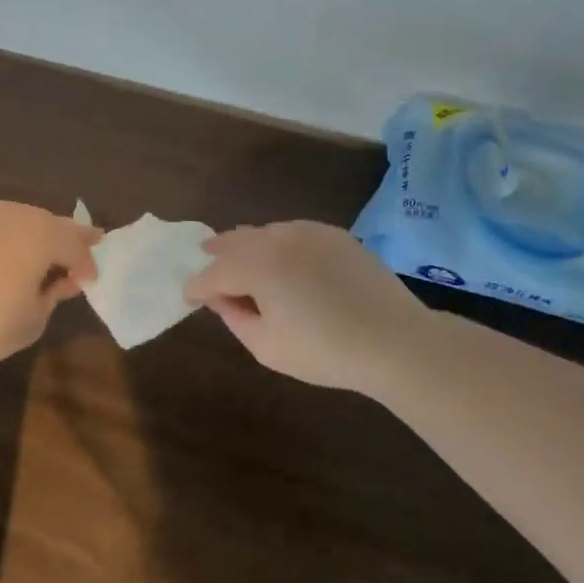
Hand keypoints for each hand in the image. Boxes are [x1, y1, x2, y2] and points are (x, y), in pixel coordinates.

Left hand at [0, 201, 102, 374]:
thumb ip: (54, 294)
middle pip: (53, 223)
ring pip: (24, 218)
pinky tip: (8, 251)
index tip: (91, 281)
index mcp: (43, 235)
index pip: (76, 246)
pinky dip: (10, 234)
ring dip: (39, 233)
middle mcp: (17, 214)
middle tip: (86, 247)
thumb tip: (64, 281)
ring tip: (46, 251)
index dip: (87, 264)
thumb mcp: (33, 319)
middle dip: (70, 238)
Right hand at [184, 222, 428, 392]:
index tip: (188, 296)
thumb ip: (235, 317)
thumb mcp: (267, 346)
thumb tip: (219, 298)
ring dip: (247, 243)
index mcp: (257, 266)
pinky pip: (293, 231)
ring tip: (239, 254)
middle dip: (217, 252)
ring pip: (264, 231)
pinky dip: (278, 240)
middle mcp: (278, 239)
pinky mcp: (334, 235)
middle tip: (205, 257)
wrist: (394, 340)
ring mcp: (309, 232)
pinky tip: (281, 254)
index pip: (214, 273)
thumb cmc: (325, 351)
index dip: (197, 286)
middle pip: (236, 241)